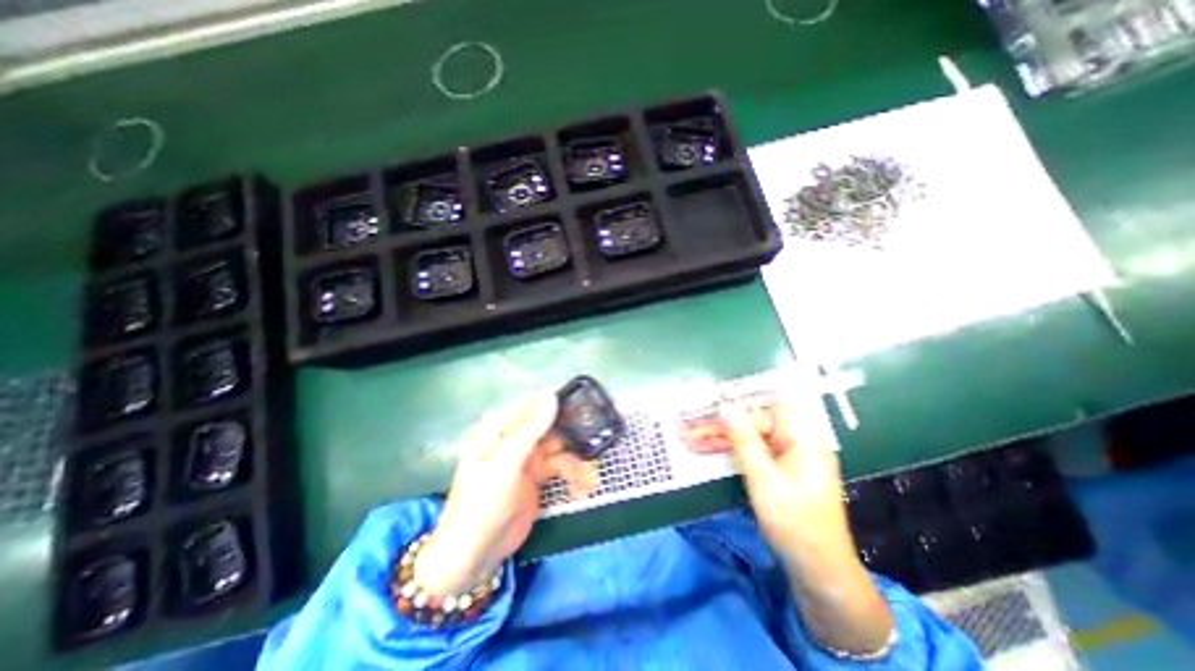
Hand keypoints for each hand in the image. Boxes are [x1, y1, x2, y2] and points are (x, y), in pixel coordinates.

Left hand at [417, 391, 602, 593]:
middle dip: (572, 435)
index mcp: (499, 429)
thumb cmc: (482, 505)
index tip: (582, 403)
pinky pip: (561, 469)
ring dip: (576, 462)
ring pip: (559, 448)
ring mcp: (527, 459)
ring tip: (589, 479)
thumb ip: (529, 430)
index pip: (530, 403)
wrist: (474, 558)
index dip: (555, 401)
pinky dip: (573, 477)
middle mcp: (514, 439)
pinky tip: (582, 489)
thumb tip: (550, 395)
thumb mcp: (506, 464)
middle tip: (594, 441)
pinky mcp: (537, 478)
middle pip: (549, 425)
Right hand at [682, 397, 895, 654]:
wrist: (817, 571)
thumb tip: (727, 406)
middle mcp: (797, 443)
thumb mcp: (764, 479)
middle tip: (690, 427)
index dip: (738, 403)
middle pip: (755, 424)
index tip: (709, 400)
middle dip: (722, 426)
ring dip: (721, 439)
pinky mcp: (780, 472)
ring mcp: (788, 458)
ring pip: (750, 440)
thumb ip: (744, 440)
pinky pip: (753, 454)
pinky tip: (707, 450)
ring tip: (690, 437)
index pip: (766, 410)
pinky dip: (732, 453)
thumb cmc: (794, 523)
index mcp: (803, 440)